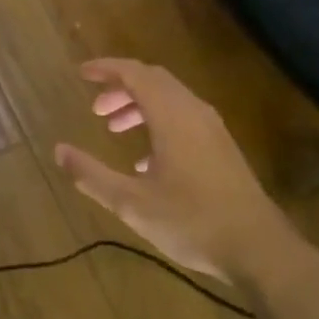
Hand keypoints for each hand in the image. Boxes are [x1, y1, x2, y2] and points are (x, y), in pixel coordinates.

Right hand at [54, 58, 314, 293]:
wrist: (259, 249)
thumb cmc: (192, 222)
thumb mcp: (131, 203)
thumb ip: (91, 175)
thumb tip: (58, 151)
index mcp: (172, 117)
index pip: (135, 74)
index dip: (106, 69)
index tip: (81, 73)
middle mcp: (194, 113)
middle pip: (154, 81)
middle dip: (121, 88)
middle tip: (96, 109)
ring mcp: (213, 130)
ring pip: (171, 100)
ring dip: (140, 106)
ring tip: (114, 129)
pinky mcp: (222, 149)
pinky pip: (184, 119)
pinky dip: (158, 123)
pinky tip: (144, 162)